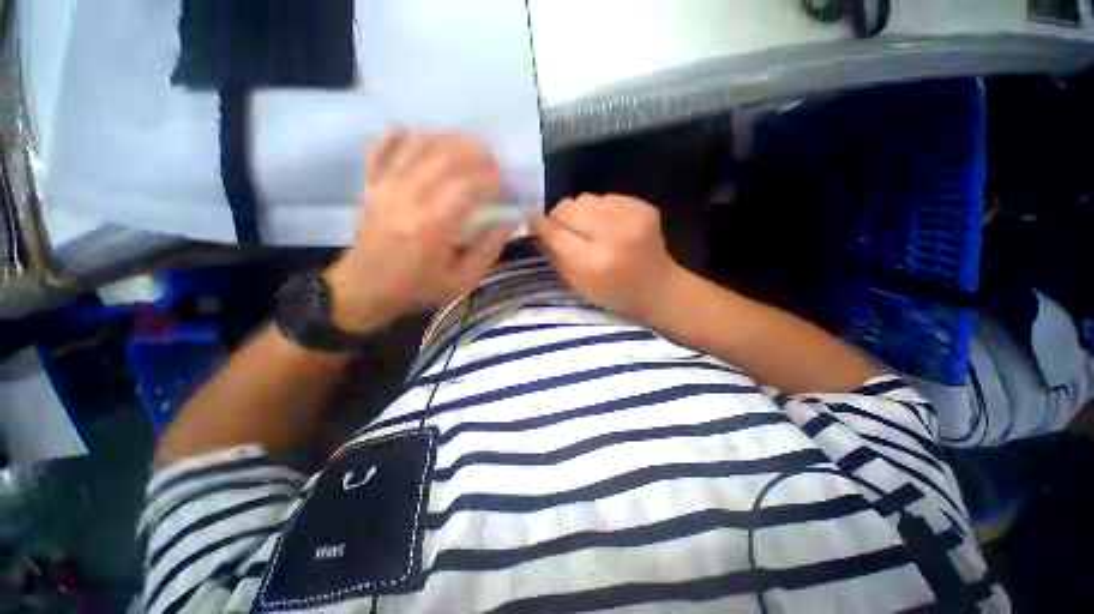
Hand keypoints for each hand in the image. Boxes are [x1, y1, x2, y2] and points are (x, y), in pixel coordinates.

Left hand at [326, 132, 514, 332]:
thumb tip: (510, 220)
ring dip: (446, 139)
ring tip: (466, 146)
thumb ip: (489, 249)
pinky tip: (419, 135)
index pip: (468, 185)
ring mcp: (386, 185)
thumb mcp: (463, 279)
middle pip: (444, 155)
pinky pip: (384, 147)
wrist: (366, 288)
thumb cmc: (419, 286)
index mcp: (434, 224)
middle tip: (492, 160)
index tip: (505, 182)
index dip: (491, 178)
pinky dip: (402, 135)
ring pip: (417, 144)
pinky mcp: (372, 183)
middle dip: (475, 151)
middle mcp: (409, 197)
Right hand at [532, 194, 685, 322]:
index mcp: (594, 262)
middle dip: (559, 217)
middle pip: (568, 208)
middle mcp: (613, 235)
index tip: (533, 221)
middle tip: (563, 229)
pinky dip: (599, 209)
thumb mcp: (579, 285)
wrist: (659, 288)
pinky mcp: (643, 206)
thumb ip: (555, 255)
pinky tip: (607, 224)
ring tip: (587, 228)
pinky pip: (605, 197)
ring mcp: (632, 217)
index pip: (556, 232)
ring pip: (585, 198)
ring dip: (579, 211)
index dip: (540, 225)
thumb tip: (538, 229)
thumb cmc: (615, 294)